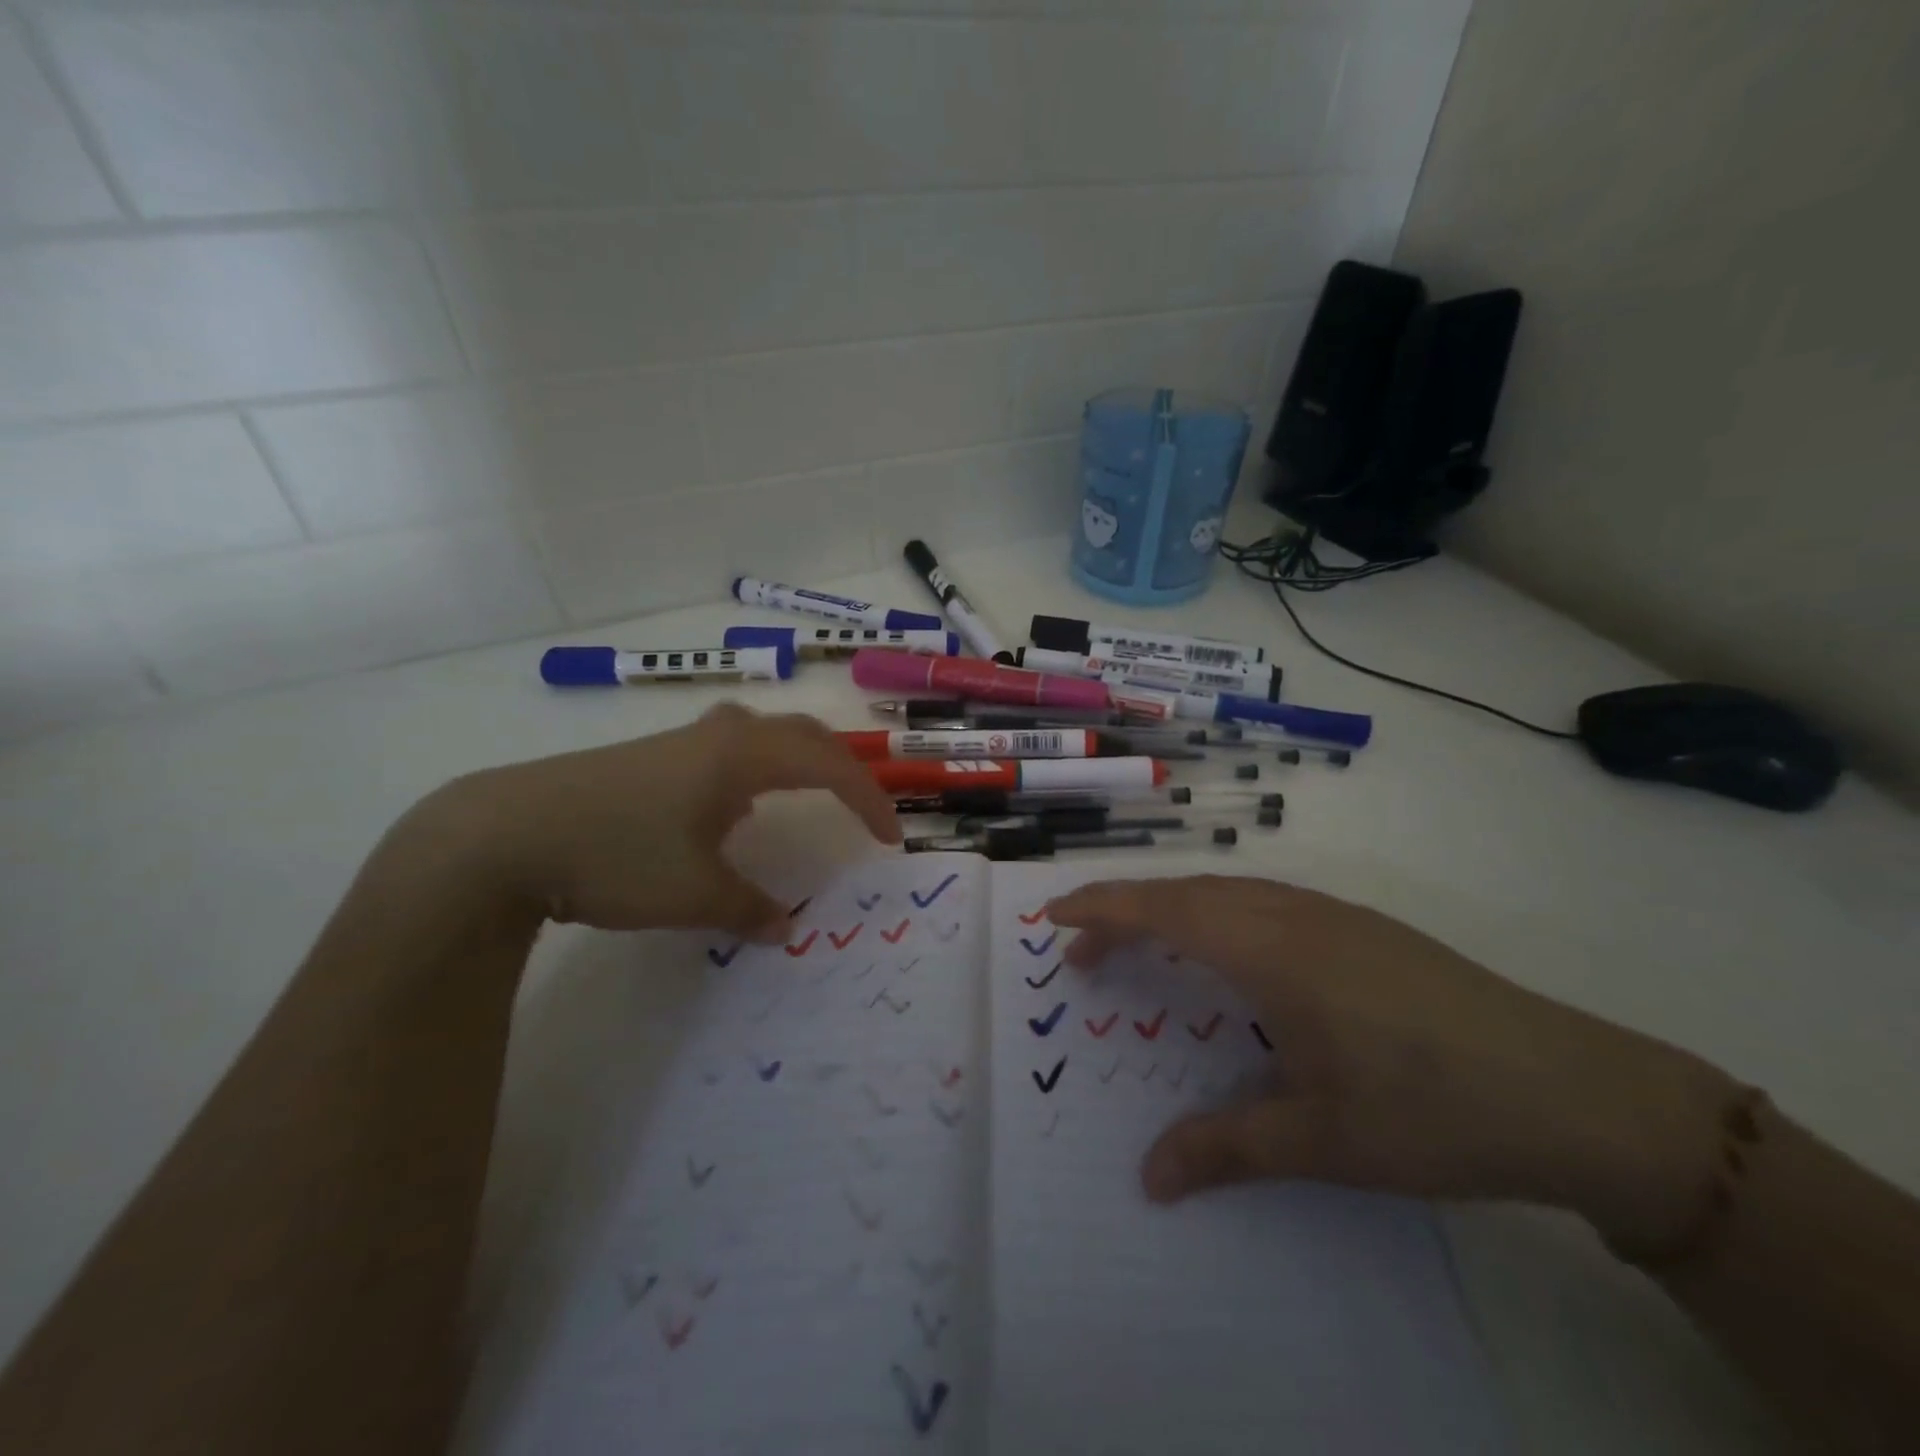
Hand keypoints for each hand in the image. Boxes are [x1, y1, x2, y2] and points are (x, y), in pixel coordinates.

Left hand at [421, 704, 899, 939]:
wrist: (501, 835)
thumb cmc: (614, 855)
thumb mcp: (693, 893)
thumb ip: (748, 908)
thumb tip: (783, 927)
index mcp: (741, 757)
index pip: (829, 766)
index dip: (867, 799)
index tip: (889, 839)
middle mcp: (719, 736)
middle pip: (801, 735)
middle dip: (841, 769)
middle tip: (861, 808)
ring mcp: (679, 741)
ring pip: (760, 734)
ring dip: (796, 760)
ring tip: (803, 796)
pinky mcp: (648, 756)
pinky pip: (725, 749)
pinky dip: (754, 769)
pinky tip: (731, 806)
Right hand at [1047, 875, 1736, 1248]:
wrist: (1575, 1091)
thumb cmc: (1432, 1109)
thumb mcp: (1321, 1140)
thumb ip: (1226, 1148)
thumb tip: (1147, 1179)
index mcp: (1272, 951)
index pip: (1164, 910)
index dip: (1101, 908)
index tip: (1053, 916)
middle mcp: (1293, 915)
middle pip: (1187, 893)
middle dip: (1125, 913)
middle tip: (1085, 955)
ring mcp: (1332, 914)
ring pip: (1227, 891)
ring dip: (1173, 910)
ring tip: (1144, 949)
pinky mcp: (1361, 927)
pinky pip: (1263, 901)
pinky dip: (1218, 913)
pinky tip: (1230, 954)